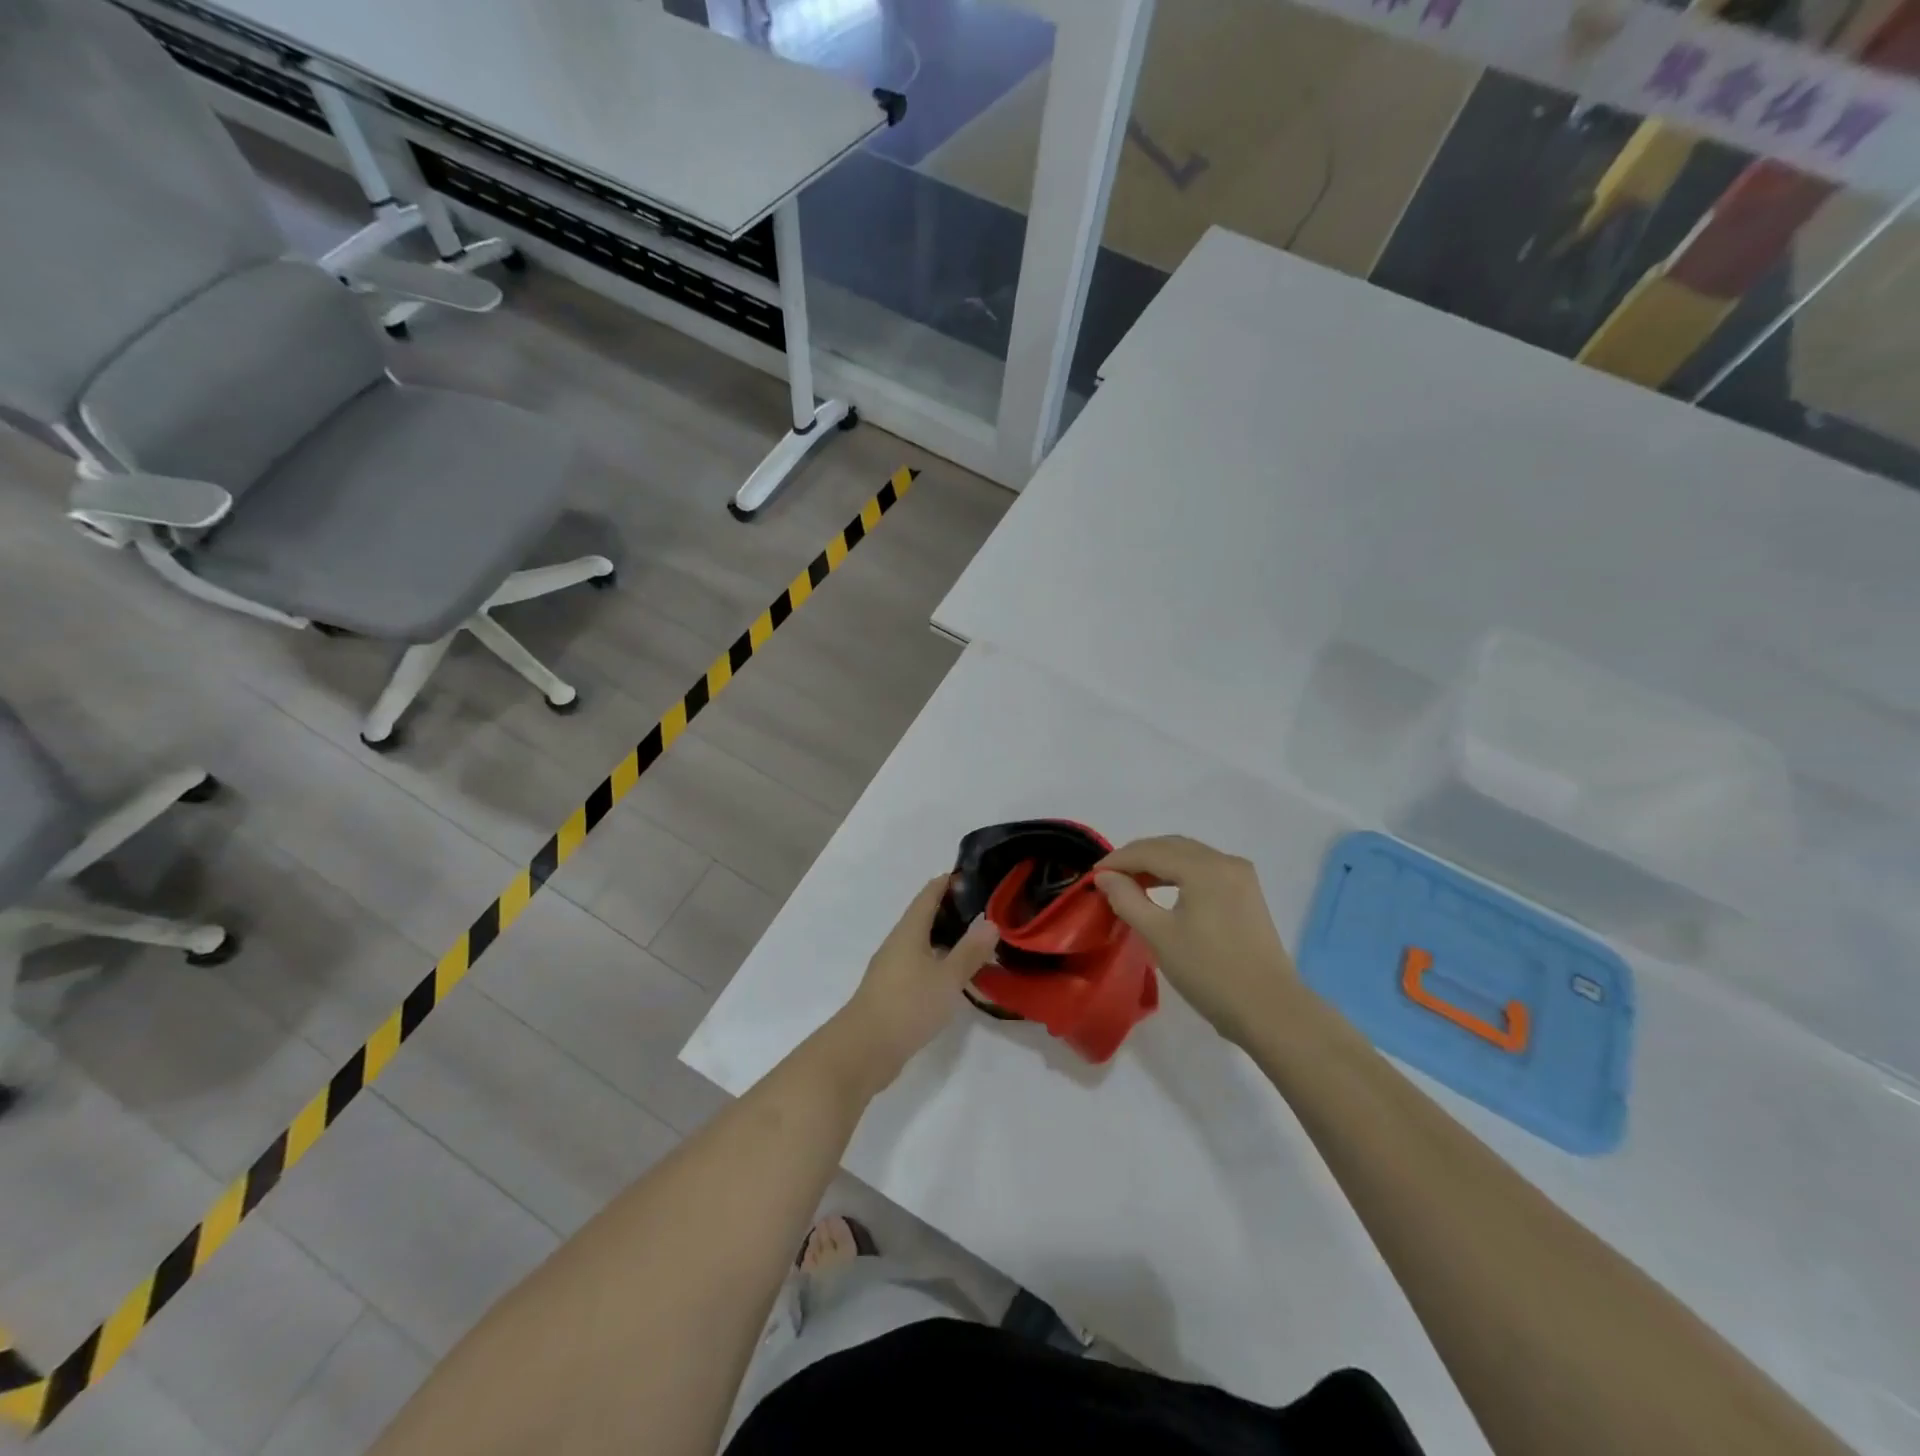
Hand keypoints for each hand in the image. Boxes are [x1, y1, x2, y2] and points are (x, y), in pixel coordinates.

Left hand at [826, 875, 998, 1095]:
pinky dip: (939, 960)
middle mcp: (898, 942)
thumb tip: (990, 922)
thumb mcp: (947, 978)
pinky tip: (954, 974)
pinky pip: (919, 963)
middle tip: (986, 909)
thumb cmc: (907, 1005)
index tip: (975, 875)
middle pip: (925, 916)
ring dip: (946, 937)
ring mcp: (892, 967)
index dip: (949, 881)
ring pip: (922, 941)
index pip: (929, 894)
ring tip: (976, 940)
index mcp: (909, 930)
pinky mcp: (892, 990)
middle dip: (952, 909)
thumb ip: (969, 951)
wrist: (864, 1049)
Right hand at [1095, 835, 1298, 1046]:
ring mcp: (1241, 876)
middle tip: (1108, 877)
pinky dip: (1179, 873)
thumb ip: (1127, 899)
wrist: (1269, 1010)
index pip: (1151, 851)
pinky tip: (1163, 890)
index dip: (1118, 860)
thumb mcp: (1159, 936)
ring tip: (1131, 883)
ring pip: (1189, 855)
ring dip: (1158, 863)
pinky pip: (1205, 869)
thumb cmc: (1210, 972)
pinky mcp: (1247, 893)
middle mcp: (1225, 862)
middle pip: (1171, 846)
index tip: (1092, 875)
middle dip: (1137, 856)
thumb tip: (1105, 876)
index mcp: (1204, 868)